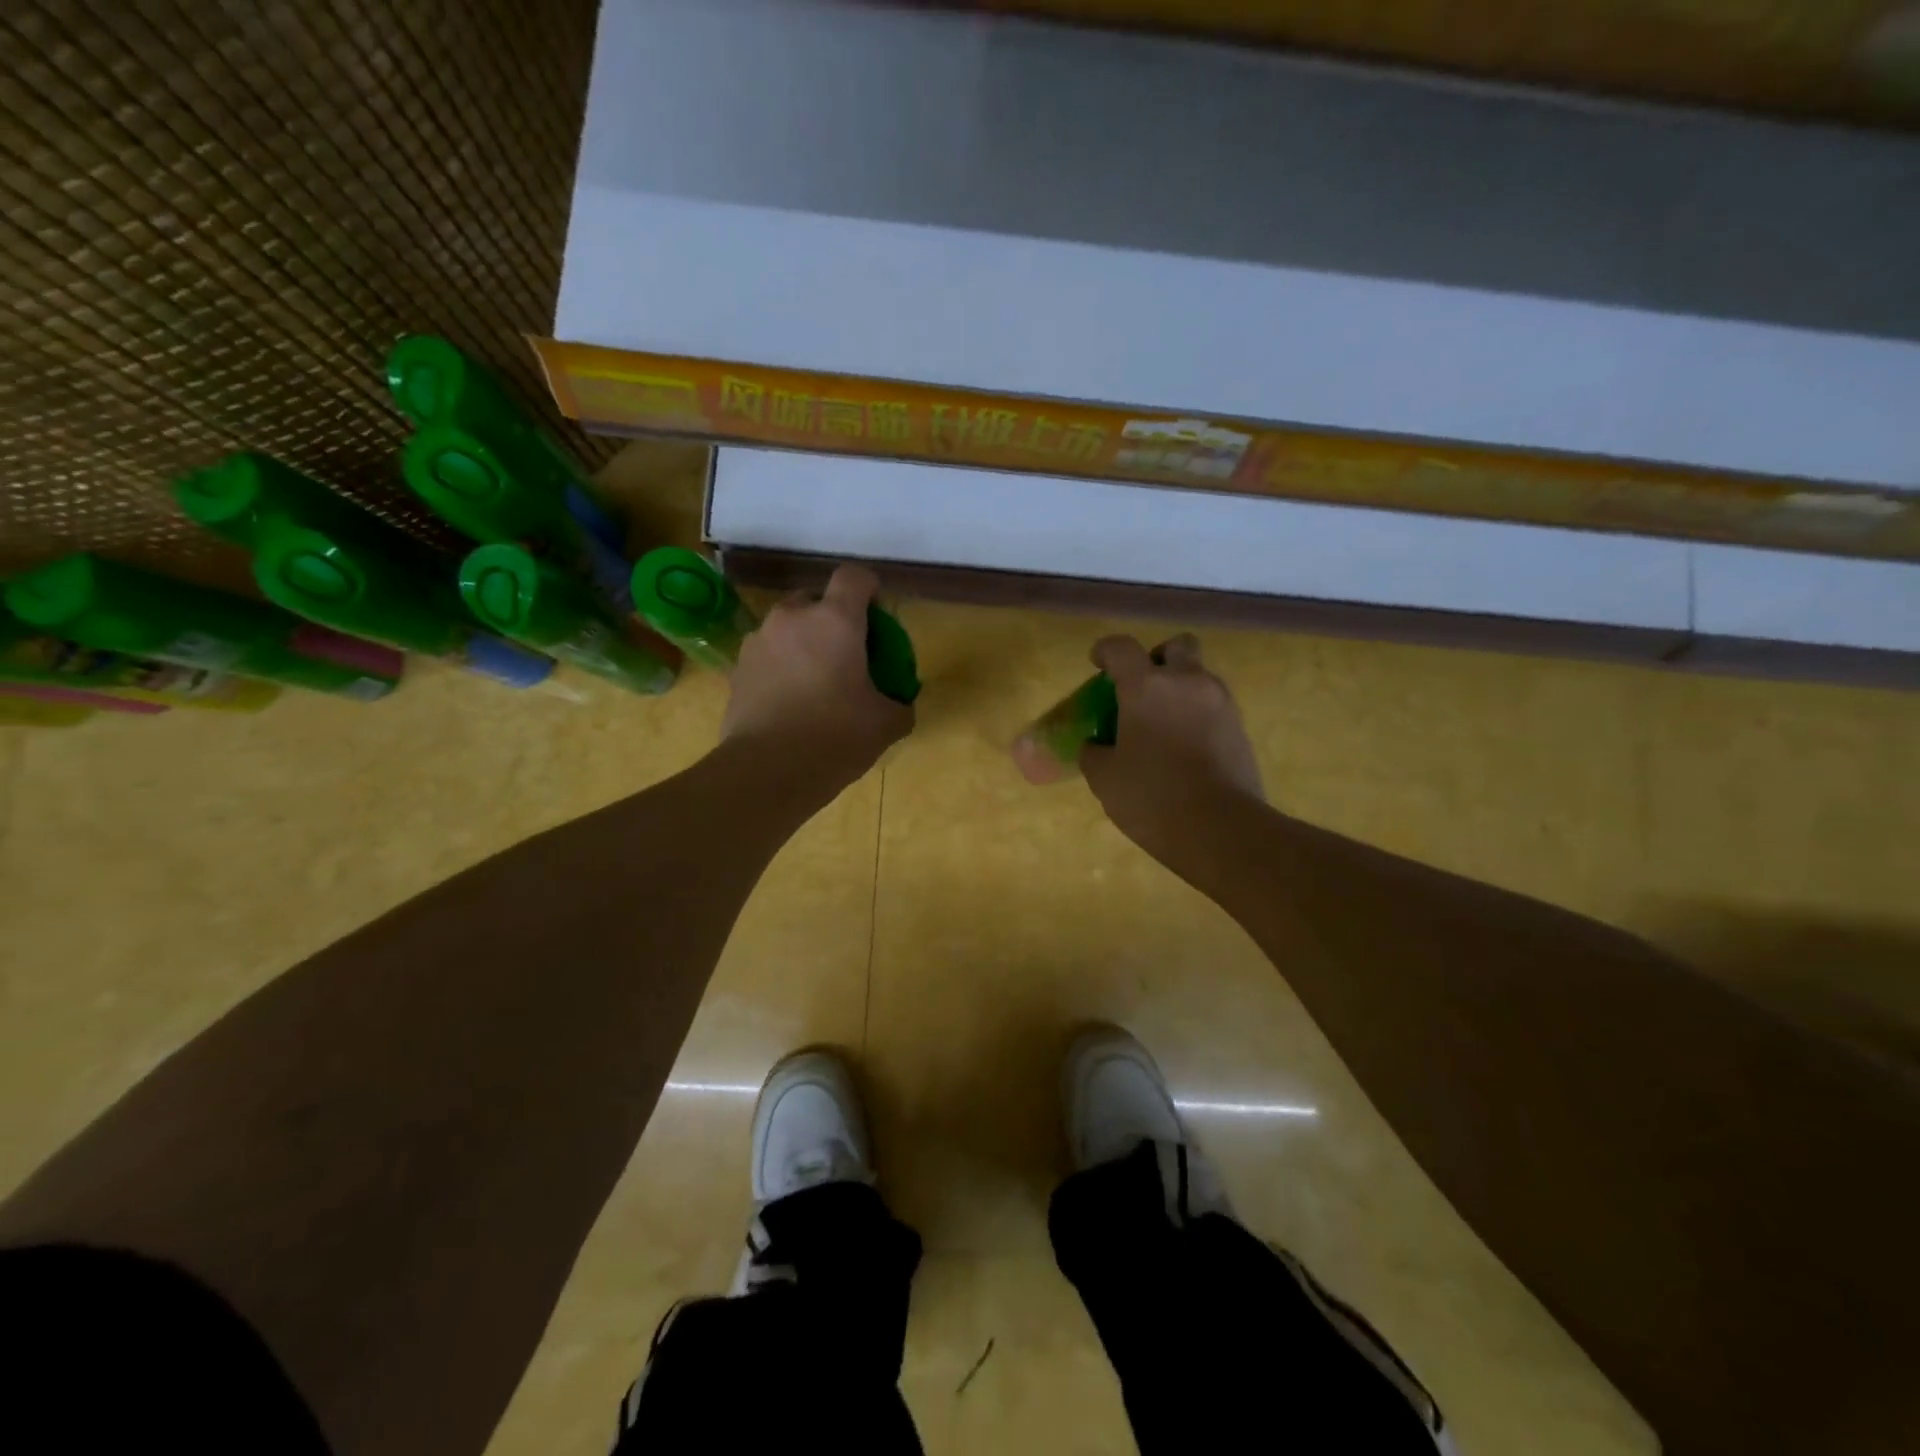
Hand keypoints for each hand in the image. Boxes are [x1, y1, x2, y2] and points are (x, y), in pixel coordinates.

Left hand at [721, 564, 913, 785]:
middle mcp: (792, 618)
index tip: (877, 611)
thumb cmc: (835, 737)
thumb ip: (900, 705)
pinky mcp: (737, 669)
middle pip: (815, 600)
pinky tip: (790, 702)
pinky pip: (767, 656)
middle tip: (846, 653)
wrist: (767, 771)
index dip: (868, 587)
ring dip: (803, 643)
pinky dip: (781, 667)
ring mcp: (759, 641)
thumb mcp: (885, 724)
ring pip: (787, 628)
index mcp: (835, 620)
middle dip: (831, 618)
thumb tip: (901, 705)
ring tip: (814, 681)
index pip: (853, 577)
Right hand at [1078, 633, 1263, 853]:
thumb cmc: (1152, 797)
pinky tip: (1183, 747)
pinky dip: (1196, 716)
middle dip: (1158, 658)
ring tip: (1162, 724)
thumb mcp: (1105, 778)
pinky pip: (1213, 707)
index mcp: (1146, 687)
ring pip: (1199, 677)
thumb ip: (1095, 753)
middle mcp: (1187, 683)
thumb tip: (1097, 745)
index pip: (1122, 648)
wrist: (1222, 829)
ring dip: (1180, 689)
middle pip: (1177, 646)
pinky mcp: (1240, 729)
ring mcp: (1220, 703)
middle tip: (1142, 687)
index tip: (1097, 663)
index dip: (1106, 650)